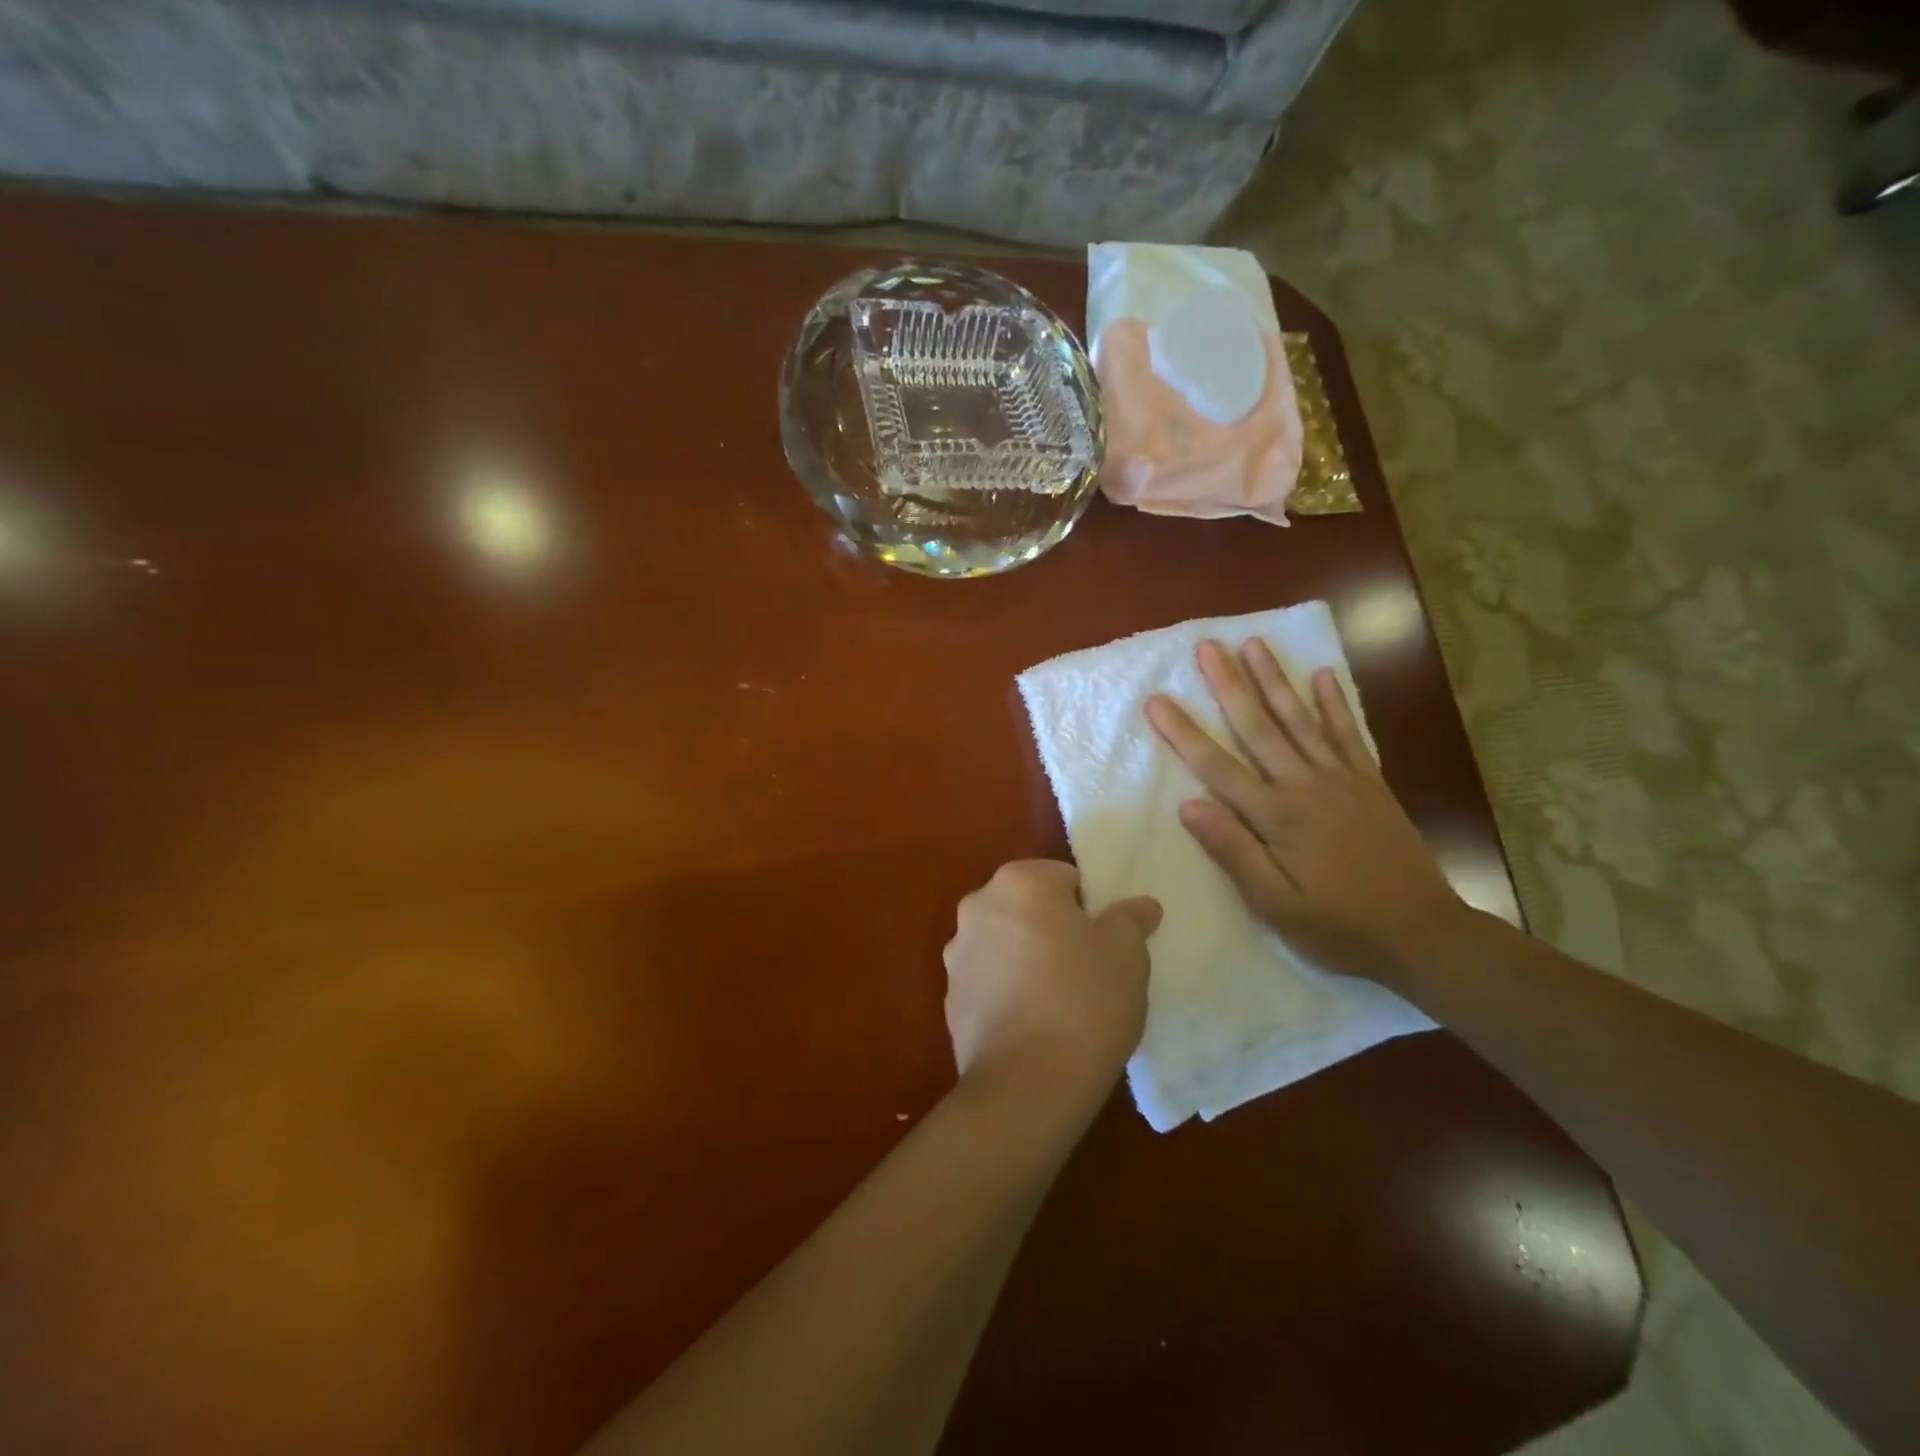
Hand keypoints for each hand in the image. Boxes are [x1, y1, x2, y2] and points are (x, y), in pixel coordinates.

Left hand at [943, 861, 1160, 1111]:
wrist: (1027, 1084)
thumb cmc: (1085, 1000)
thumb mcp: (1127, 954)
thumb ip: (1131, 919)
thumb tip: (1141, 905)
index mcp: (1019, 881)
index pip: (1064, 877)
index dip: (1089, 907)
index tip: (1105, 942)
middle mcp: (978, 905)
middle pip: (1028, 907)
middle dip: (1053, 928)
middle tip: (1086, 968)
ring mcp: (957, 953)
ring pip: (1005, 943)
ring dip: (1026, 958)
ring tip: (1059, 1001)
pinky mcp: (949, 998)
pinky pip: (988, 982)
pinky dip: (1006, 992)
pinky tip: (1032, 1025)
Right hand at [1145, 638, 1462, 987]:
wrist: (1424, 934)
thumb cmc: (1339, 926)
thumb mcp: (1275, 905)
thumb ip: (1233, 852)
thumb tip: (1188, 805)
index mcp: (1277, 816)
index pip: (1217, 767)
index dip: (1184, 732)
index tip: (1156, 700)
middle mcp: (1306, 785)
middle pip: (1259, 727)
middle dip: (1230, 685)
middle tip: (1208, 646)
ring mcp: (1342, 779)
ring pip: (1300, 719)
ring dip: (1275, 680)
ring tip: (1254, 644)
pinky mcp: (1370, 784)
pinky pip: (1349, 734)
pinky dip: (1334, 704)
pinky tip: (1322, 675)